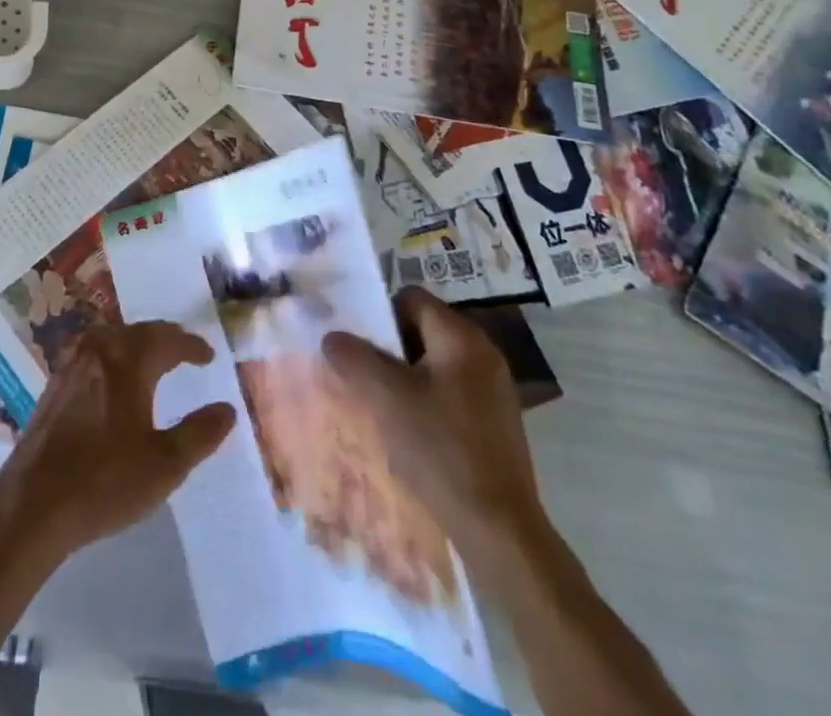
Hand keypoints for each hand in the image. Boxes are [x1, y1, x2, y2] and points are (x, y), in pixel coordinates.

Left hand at [0, 321, 235, 569]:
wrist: (33, 502)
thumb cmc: (105, 481)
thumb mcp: (165, 464)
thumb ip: (200, 434)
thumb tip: (227, 409)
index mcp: (129, 359)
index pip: (168, 340)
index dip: (191, 346)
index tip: (208, 355)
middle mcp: (99, 349)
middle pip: (139, 332)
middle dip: (165, 339)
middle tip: (184, 350)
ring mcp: (72, 363)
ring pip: (113, 339)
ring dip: (137, 344)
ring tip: (154, 359)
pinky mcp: (55, 382)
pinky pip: (93, 353)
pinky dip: (113, 355)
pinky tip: (114, 377)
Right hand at [322, 287, 547, 573]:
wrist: (499, 530)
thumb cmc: (440, 450)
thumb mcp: (385, 397)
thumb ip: (354, 357)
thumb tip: (332, 336)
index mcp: (461, 337)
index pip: (411, 299)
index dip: (379, 314)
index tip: (356, 343)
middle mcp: (484, 353)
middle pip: (423, 329)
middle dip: (388, 348)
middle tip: (362, 373)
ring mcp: (494, 390)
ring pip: (434, 364)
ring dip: (405, 376)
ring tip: (379, 403)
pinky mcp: (495, 423)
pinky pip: (450, 392)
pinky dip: (426, 401)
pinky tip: (409, 430)